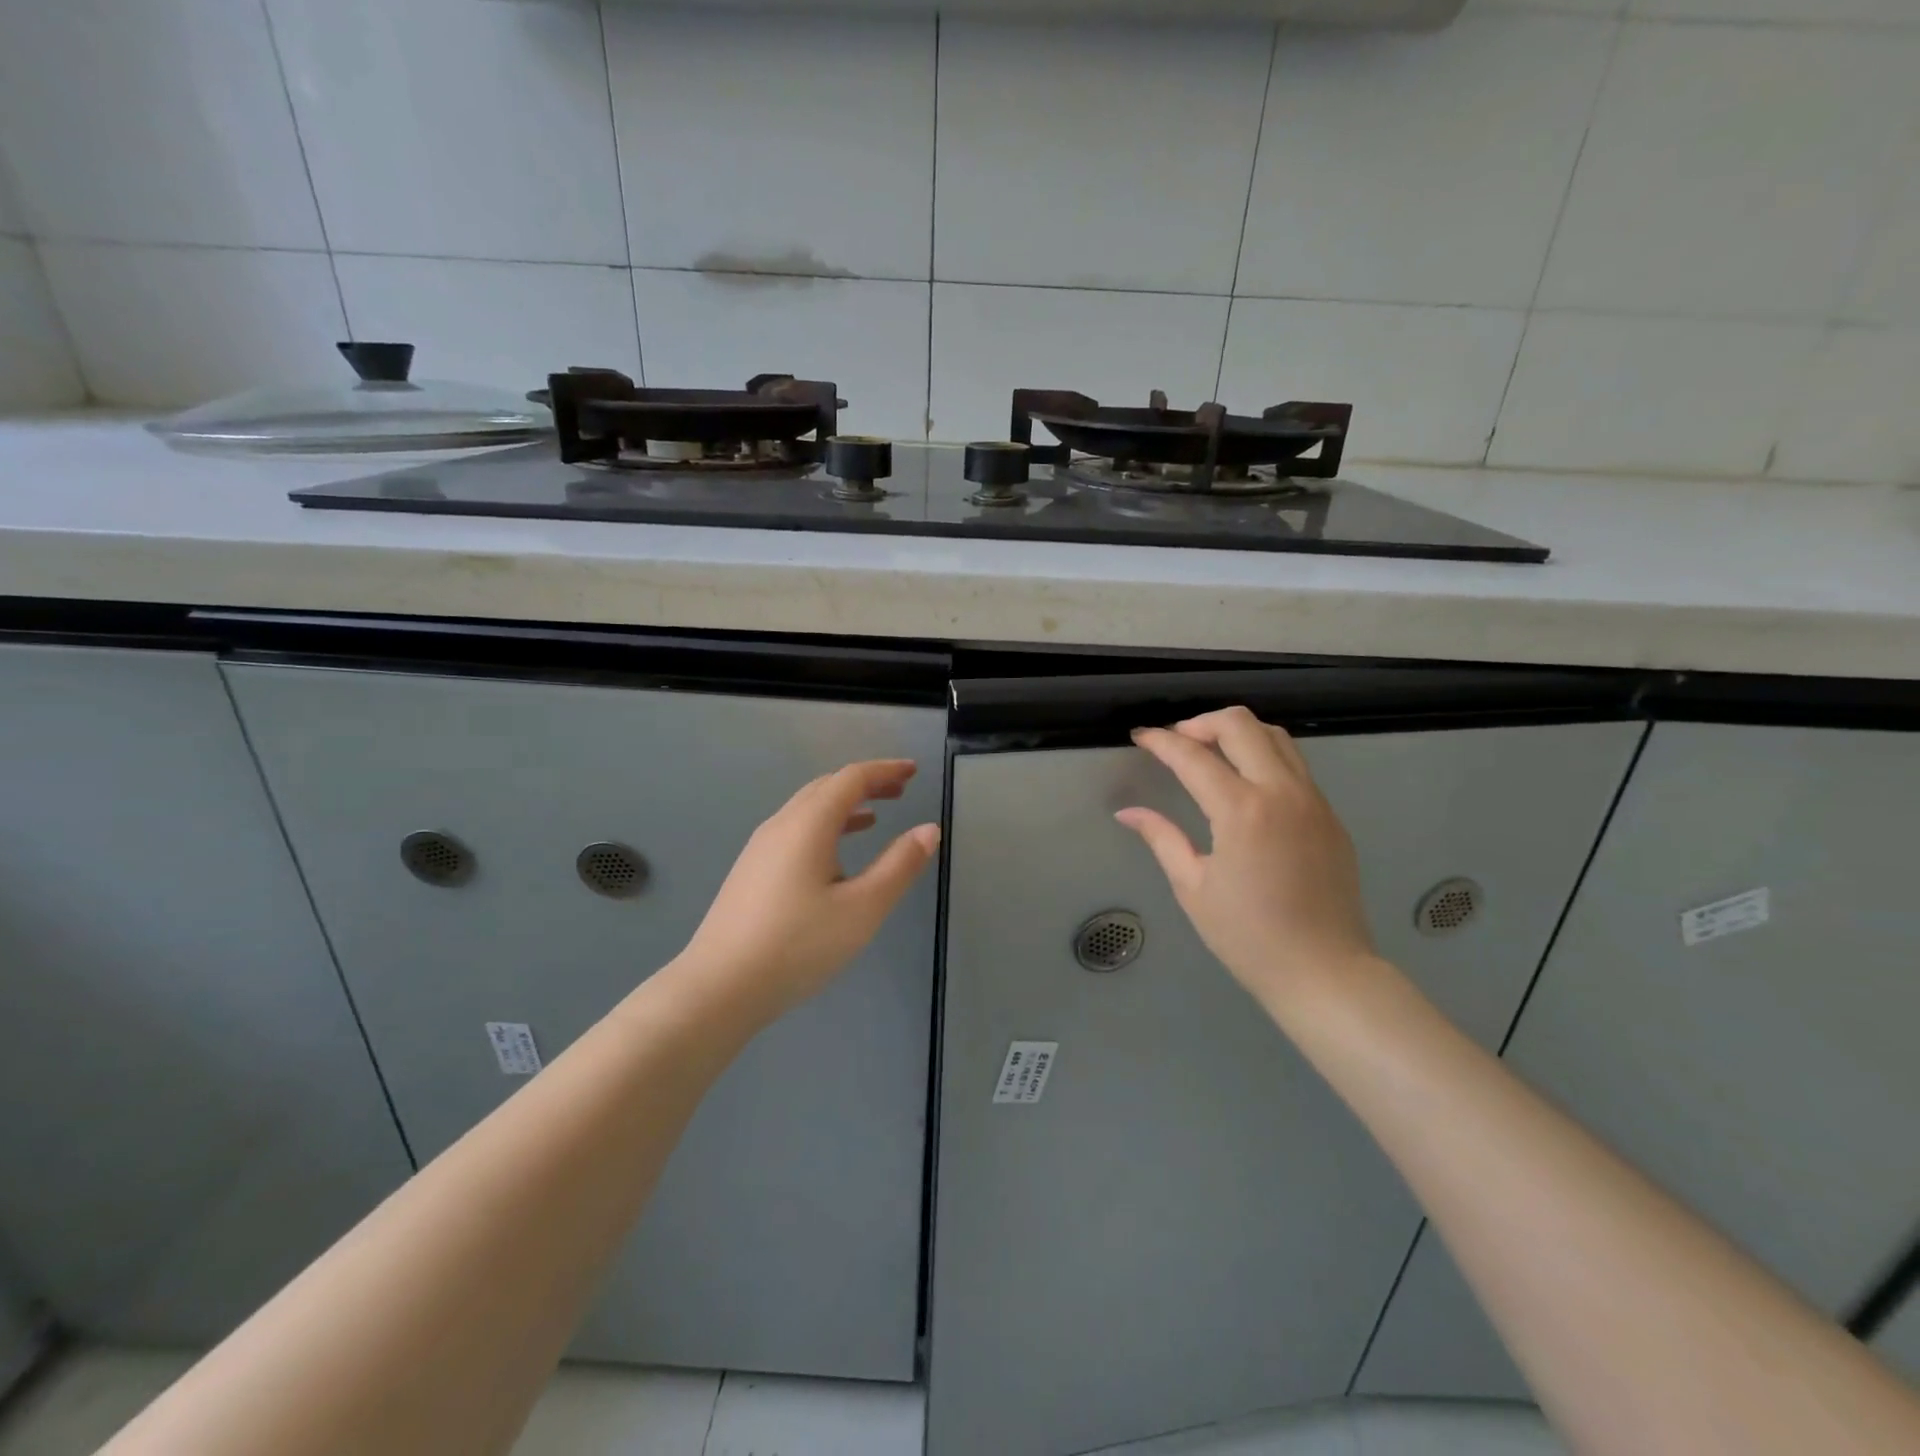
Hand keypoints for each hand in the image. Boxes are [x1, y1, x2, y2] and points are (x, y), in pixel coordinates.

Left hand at [678, 760, 940, 1019]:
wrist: (719, 987)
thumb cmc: (798, 945)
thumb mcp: (863, 908)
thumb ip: (899, 866)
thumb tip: (929, 829)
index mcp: (809, 824)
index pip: (851, 778)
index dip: (885, 770)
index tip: (913, 771)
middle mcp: (781, 825)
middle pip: (827, 787)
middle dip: (866, 783)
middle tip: (900, 790)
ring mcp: (760, 848)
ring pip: (808, 809)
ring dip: (844, 805)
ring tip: (875, 817)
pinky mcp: (751, 871)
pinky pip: (795, 830)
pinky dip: (824, 826)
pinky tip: (834, 856)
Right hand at [1116, 707, 1377, 1013]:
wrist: (1325, 972)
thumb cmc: (1248, 937)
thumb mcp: (1192, 887)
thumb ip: (1161, 838)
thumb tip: (1127, 812)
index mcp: (1242, 811)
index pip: (1193, 756)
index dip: (1160, 741)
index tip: (1140, 736)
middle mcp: (1282, 792)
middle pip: (1241, 724)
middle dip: (1201, 722)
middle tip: (1177, 742)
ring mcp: (1313, 800)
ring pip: (1275, 736)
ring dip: (1237, 733)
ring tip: (1210, 753)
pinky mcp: (1330, 815)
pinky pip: (1295, 765)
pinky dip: (1264, 756)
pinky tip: (1245, 783)